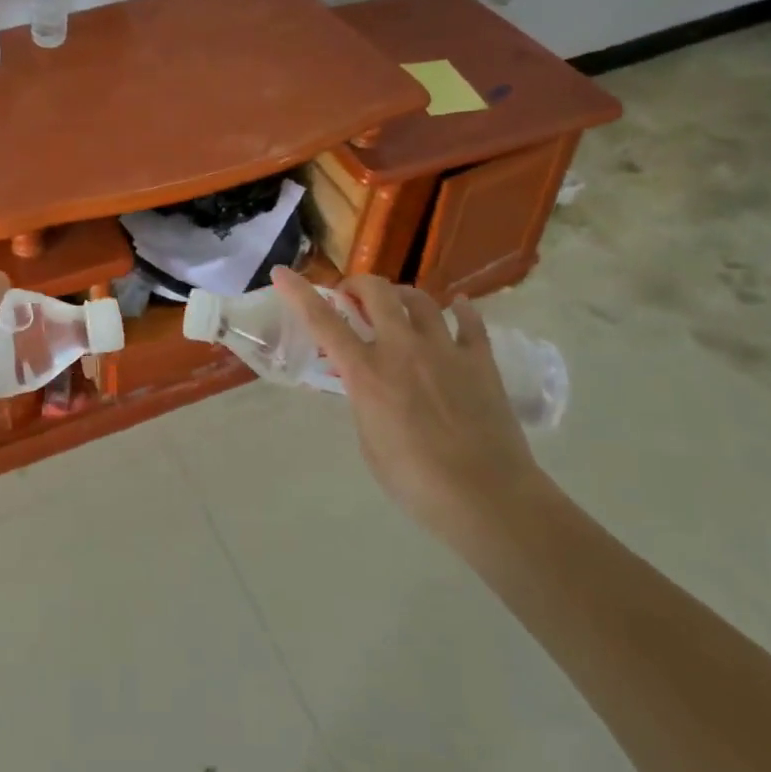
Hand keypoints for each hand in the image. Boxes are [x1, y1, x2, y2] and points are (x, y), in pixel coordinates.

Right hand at [271, 267, 544, 534]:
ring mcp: (444, 350)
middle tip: (353, 297)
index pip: (323, 321)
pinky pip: (470, 322)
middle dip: (358, 285)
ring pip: (420, 299)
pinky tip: (458, 307)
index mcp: (367, 373)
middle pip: (377, 292)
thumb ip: (364, 403)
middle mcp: (402, 349)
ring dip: (401, 295)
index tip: (282, 273)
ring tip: (398, 305)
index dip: (299, 293)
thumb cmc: (416, 482)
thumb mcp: (369, 442)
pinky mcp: (480, 361)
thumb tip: (369, 388)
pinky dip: (461, 310)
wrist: (488, 499)